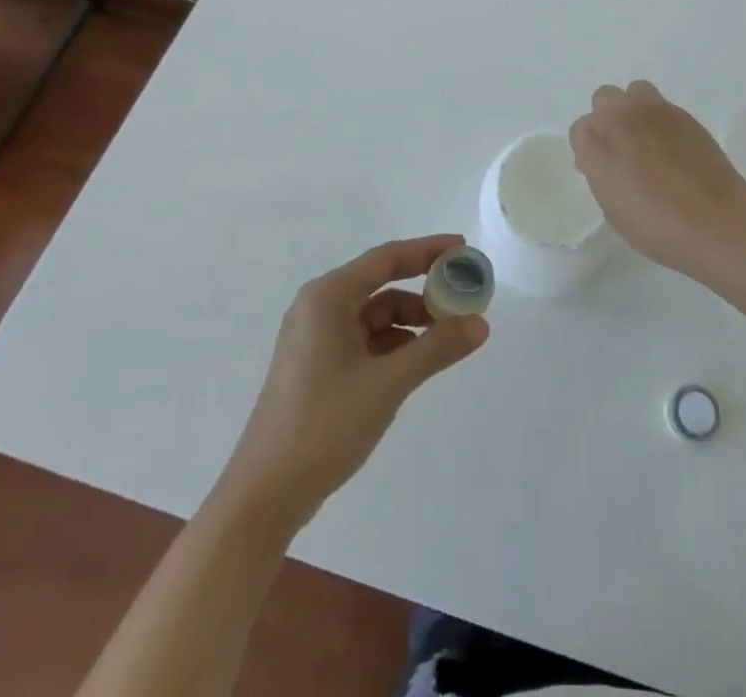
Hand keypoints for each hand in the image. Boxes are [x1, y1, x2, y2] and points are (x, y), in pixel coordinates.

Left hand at [224, 235, 488, 527]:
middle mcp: (319, 308)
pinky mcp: (318, 367)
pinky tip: (420, 362)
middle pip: (382, 284)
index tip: (463, 249)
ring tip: (450, 337)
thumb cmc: (325, 425)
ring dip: (412, 322)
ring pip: (376, 315)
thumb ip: (437, 348)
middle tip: (465, 296)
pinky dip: (394, 345)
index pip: (387, 258)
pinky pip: (365, 340)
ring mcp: (316, 338)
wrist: (265, 496)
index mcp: (328, 297)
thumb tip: (481, 323)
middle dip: (424, 290)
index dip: (428, 250)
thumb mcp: (389, 383)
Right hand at [569, 80, 745, 274]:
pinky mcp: (682, 113)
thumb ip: (604, 176)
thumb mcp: (614, 209)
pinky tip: (673, 146)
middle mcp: (619, 117)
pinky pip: (662, 105)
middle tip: (623, 148)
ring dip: (635, 109)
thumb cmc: (657, 227)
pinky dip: (661, 120)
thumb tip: (610, 163)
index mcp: (595, 142)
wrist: (714, 220)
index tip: (602, 169)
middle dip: (609, 119)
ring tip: (648, 138)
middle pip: (603, 99)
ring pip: (634, 91)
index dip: (590, 149)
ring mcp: (653, 110)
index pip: (580, 130)